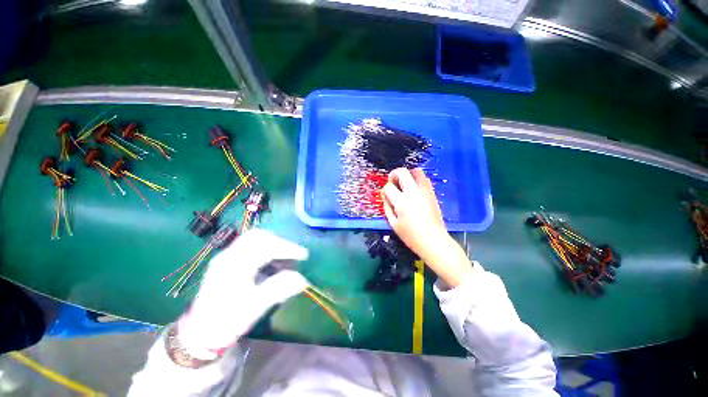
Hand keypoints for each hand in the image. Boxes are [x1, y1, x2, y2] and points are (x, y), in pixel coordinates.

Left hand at [177, 229, 309, 358]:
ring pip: (254, 238)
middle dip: (280, 242)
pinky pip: (250, 245)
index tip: (304, 255)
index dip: (287, 248)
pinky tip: (271, 262)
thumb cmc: (226, 322)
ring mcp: (226, 256)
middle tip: (293, 254)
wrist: (199, 334)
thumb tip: (303, 279)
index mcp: (233, 266)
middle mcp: (228, 256)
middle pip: (258, 236)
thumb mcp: (254, 308)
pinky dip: (265, 248)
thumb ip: (279, 289)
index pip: (265, 247)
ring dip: (273, 244)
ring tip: (284, 258)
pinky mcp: (227, 261)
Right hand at [381, 168, 446, 257]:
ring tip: (404, 184)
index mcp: (401, 201)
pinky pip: (424, 179)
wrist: (433, 240)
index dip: (385, 190)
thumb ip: (387, 207)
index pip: (388, 187)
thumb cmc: (411, 235)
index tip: (386, 195)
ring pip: (416, 171)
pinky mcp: (432, 193)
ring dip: (407, 174)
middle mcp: (413, 192)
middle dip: (394, 174)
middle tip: (392, 182)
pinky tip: (414, 189)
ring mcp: (424, 191)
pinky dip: (417, 179)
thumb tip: (385, 195)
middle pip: (402, 172)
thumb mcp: (393, 223)